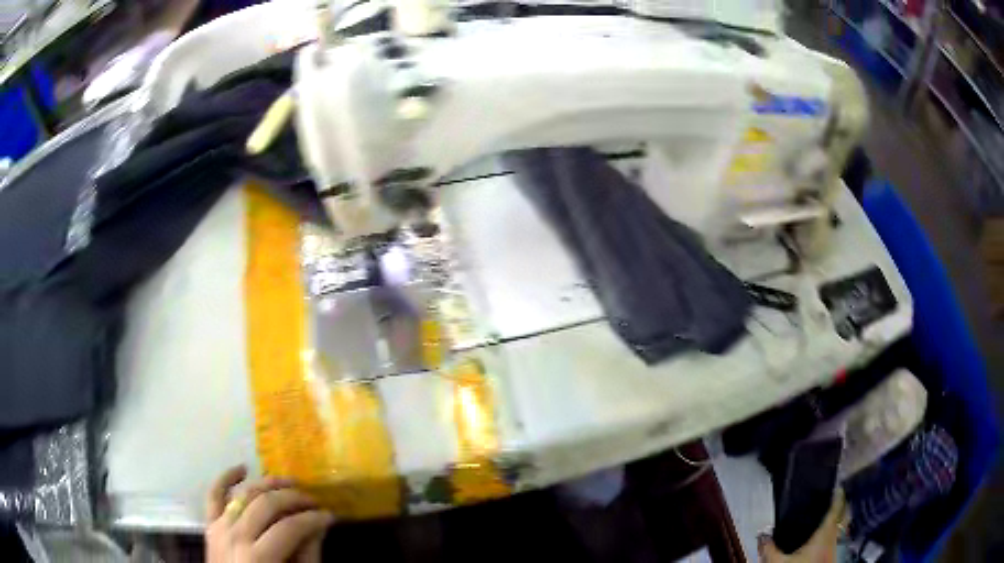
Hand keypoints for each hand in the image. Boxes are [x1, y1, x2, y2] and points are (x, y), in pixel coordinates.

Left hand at [206, 465, 333, 561]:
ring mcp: (219, 529)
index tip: (330, 516)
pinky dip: (225, 478)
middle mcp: (235, 537)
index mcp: (258, 558)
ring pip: (244, 495)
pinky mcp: (210, 526)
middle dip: (295, 499)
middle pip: (267, 505)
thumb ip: (307, 557)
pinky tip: (243, 468)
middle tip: (314, 501)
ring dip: (268, 484)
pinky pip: (213, 496)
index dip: (313, 519)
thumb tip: (319, 527)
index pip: (290, 527)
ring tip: (290, 483)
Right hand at [759, 490, 847, 562]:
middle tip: (837, 498)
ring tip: (833, 515)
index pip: (836, 509)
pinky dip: (836, 532)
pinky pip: (839, 538)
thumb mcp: (779, 562)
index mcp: (825, 533)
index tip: (839, 486)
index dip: (838, 496)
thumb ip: (770, 549)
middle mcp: (835, 537)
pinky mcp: (834, 556)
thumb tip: (761, 535)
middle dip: (842, 506)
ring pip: (843, 528)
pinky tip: (828, 537)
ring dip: (840, 520)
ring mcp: (836, 547)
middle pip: (844, 516)